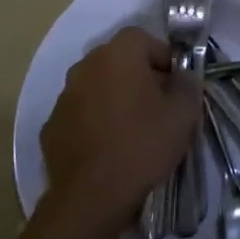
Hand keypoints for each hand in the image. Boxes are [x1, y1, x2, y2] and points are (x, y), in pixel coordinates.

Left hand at [42, 28, 199, 220]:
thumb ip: (188, 84)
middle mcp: (86, 65)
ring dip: (114, 99)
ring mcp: (64, 96)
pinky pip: (80, 114)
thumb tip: (182, 77)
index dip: (164, 60)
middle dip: (139, 78)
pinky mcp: (51, 126)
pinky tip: (106, 149)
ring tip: (131, 131)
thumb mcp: (183, 113)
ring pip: (97, 86)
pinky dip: (93, 123)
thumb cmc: (142, 145)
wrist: (91, 198)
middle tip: (157, 108)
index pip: (146, 40)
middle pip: (119, 61)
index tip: (175, 87)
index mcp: (119, 53)